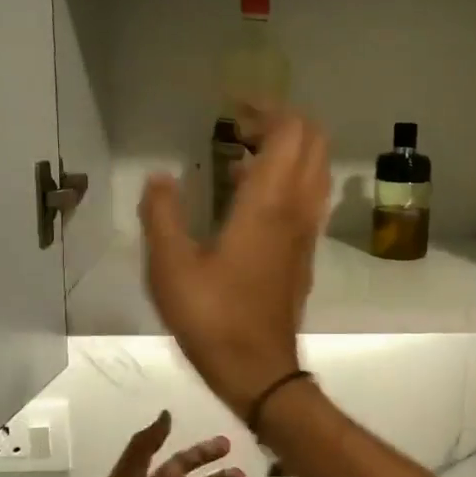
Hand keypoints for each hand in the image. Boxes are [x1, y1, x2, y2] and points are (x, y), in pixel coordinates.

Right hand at [139, 109, 330, 413]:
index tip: (234, 108)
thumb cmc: (212, 318)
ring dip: (288, 151)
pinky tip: (246, 196)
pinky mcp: (305, 253)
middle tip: (240, 126)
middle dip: (283, 123)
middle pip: (314, 143)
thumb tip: (160, 178)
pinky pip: (308, 198)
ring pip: (315, 171)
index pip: (291, 132)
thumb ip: (162, 215)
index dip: (268, 109)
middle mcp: (298, 209)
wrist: (259, 368)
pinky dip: (288, 180)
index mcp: (269, 203)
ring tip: (239, 155)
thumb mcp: (171, 267)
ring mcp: (307, 232)